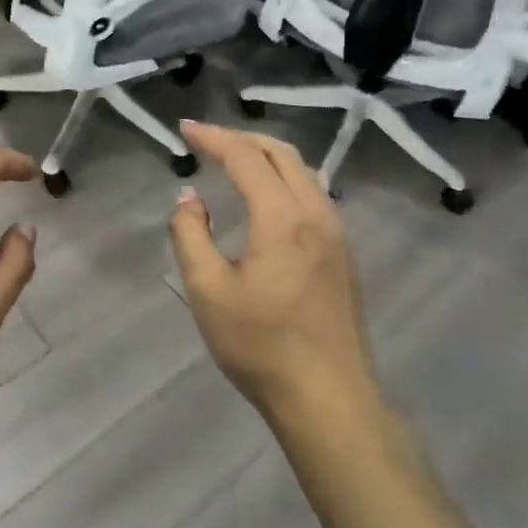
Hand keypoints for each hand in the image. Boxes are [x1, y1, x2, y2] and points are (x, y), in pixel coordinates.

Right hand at [167, 120, 375, 421]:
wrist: (328, 398)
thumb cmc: (260, 345)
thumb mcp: (207, 290)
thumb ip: (191, 234)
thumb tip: (189, 197)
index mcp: (282, 218)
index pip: (245, 158)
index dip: (213, 137)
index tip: (185, 129)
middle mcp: (316, 214)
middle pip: (281, 154)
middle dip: (242, 138)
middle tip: (207, 139)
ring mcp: (336, 234)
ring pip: (303, 172)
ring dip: (266, 156)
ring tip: (234, 160)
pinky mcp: (343, 255)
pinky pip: (313, 195)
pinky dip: (285, 178)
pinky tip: (267, 198)